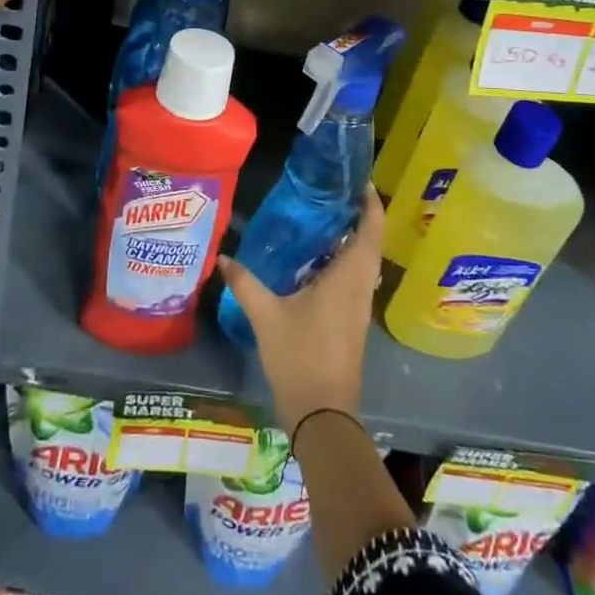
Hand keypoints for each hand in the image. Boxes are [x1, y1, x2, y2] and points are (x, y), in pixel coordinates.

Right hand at [217, 186, 382, 435]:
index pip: (370, 230)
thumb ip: (244, 282)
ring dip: (352, 238)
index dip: (370, 202)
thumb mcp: (265, 315)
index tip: (358, 180)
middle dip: (359, 214)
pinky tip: (315, 259)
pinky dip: (343, 260)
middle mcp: (361, 287)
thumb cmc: (300, 356)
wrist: (322, 414)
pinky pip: (355, 278)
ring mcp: (359, 307)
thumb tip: (223, 256)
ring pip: (364, 261)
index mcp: (348, 278)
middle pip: (371, 241)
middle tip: (332, 191)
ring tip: (321, 216)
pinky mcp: (352, 321)